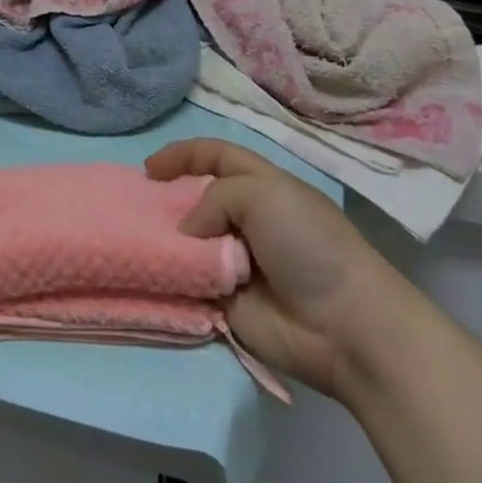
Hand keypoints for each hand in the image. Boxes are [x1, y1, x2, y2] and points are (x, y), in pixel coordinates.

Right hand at [147, 138, 396, 399]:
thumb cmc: (308, 246)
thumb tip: (188, 233)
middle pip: (196, 199)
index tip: (149, 169)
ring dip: (165, 240)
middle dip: (167, 200)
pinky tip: (150, 271)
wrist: (344, 327)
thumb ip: (213, 197)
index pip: (216, 156)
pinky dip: (171, 276)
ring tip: (137, 239)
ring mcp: (234, 262)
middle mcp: (246, 220)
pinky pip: (188, 282)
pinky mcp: (225, 301)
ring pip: (187, 242)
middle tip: (137, 207)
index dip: (183, 155)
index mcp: (262, 187)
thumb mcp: (263, 194)